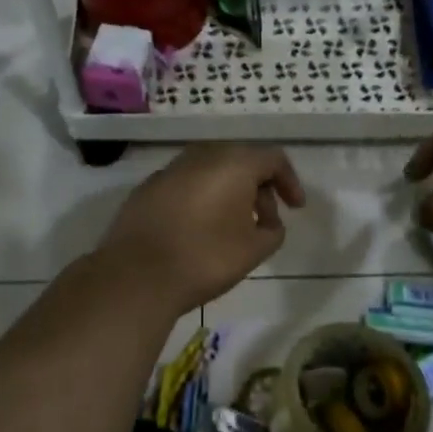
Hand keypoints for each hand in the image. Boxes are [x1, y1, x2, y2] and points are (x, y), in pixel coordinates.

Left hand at [97, 144, 305, 313]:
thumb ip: (272, 230)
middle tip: (265, 221)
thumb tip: (268, 222)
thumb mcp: (255, 250)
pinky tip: (199, 228)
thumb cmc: (205, 258)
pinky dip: (201, 198)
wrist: (136, 275)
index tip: (295, 209)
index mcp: (233, 163)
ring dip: (228, 192)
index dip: (290, 182)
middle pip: (240, 160)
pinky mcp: (147, 188)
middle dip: (259, 188)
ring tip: (233, 226)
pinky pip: (186, 184)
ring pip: (211, 171)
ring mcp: (170, 169)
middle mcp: (201, 155)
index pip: (272, 159)